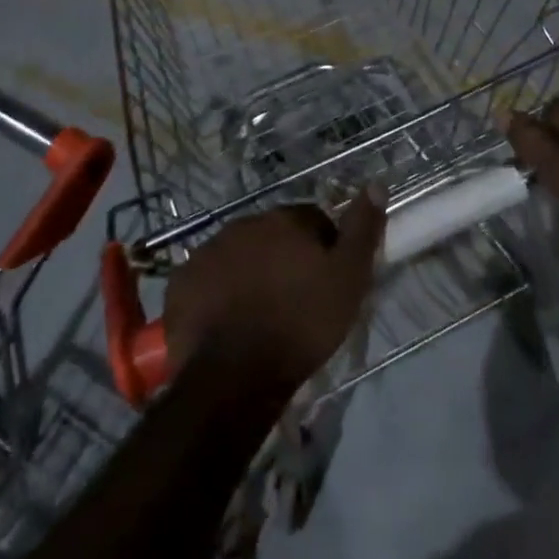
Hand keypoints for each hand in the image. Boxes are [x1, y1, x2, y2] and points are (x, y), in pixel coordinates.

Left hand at [163, 192, 385, 395]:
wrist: (233, 375)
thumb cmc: (299, 325)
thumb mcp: (348, 280)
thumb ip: (362, 230)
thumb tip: (377, 183)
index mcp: (284, 220)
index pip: (312, 221)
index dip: (324, 249)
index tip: (327, 282)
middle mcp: (244, 224)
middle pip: (272, 236)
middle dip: (284, 259)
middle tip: (294, 300)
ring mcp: (208, 251)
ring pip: (238, 256)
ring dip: (250, 274)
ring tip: (260, 315)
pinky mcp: (182, 282)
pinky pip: (207, 281)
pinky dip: (218, 294)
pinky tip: (227, 324)